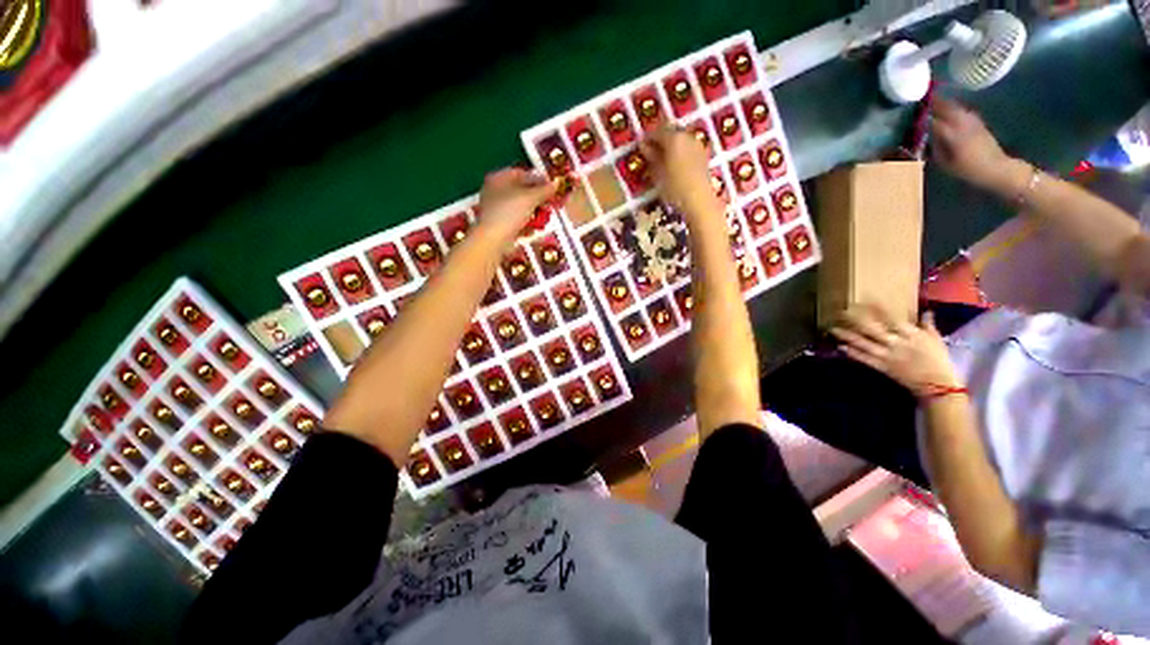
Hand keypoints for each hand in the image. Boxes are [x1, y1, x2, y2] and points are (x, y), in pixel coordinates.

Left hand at [476, 168, 558, 244]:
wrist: (494, 239)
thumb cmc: (509, 212)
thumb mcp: (530, 198)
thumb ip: (544, 190)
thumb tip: (555, 184)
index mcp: (498, 179)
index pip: (521, 173)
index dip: (537, 178)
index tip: (550, 185)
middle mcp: (495, 191)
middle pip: (521, 190)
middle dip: (537, 197)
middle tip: (550, 201)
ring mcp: (497, 209)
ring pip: (520, 206)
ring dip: (534, 210)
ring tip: (545, 215)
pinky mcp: (500, 224)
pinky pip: (517, 219)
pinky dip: (527, 221)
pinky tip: (536, 226)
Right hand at [639, 125, 719, 218]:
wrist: (698, 199)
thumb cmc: (674, 187)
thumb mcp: (657, 173)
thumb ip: (650, 156)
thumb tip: (643, 145)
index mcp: (674, 138)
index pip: (657, 132)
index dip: (647, 138)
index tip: (640, 147)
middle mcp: (686, 136)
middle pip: (670, 133)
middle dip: (659, 140)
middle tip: (650, 153)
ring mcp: (696, 144)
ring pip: (679, 140)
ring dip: (670, 146)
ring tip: (661, 161)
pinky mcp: (702, 155)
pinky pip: (687, 148)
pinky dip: (679, 152)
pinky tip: (674, 165)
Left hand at [830, 304, 961, 397]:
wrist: (938, 385)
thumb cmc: (939, 360)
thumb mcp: (936, 340)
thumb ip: (928, 325)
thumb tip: (927, 311)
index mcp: (911, 334)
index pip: (891, 318)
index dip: (877, 309)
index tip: (863, 301)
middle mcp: (897, 343)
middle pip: (873, 330)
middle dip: (855, 321)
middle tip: (840, 313)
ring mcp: (888, 356)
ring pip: (864, 344)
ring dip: (847, 336)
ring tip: (833, 330)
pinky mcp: (882, 367)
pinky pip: (864, 359)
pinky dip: (852, 353)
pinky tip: (840, 347)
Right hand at [931, 98, 1014, 191]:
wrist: (995, 167)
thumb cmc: (967, 170)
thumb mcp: (945, 163)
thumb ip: (934, 148)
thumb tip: (925, 137)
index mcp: (953, 135)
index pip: (934, 121)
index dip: (923, 116)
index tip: (913, 112)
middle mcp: (963, 124)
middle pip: (947, 108)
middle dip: (934, 103)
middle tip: (923, 100)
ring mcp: (972, 121)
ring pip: (956, 107)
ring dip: (945, 103)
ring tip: (935, 102)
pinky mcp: (978, 122)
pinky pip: (963, 111)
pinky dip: (955, 108)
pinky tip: (950, 110)